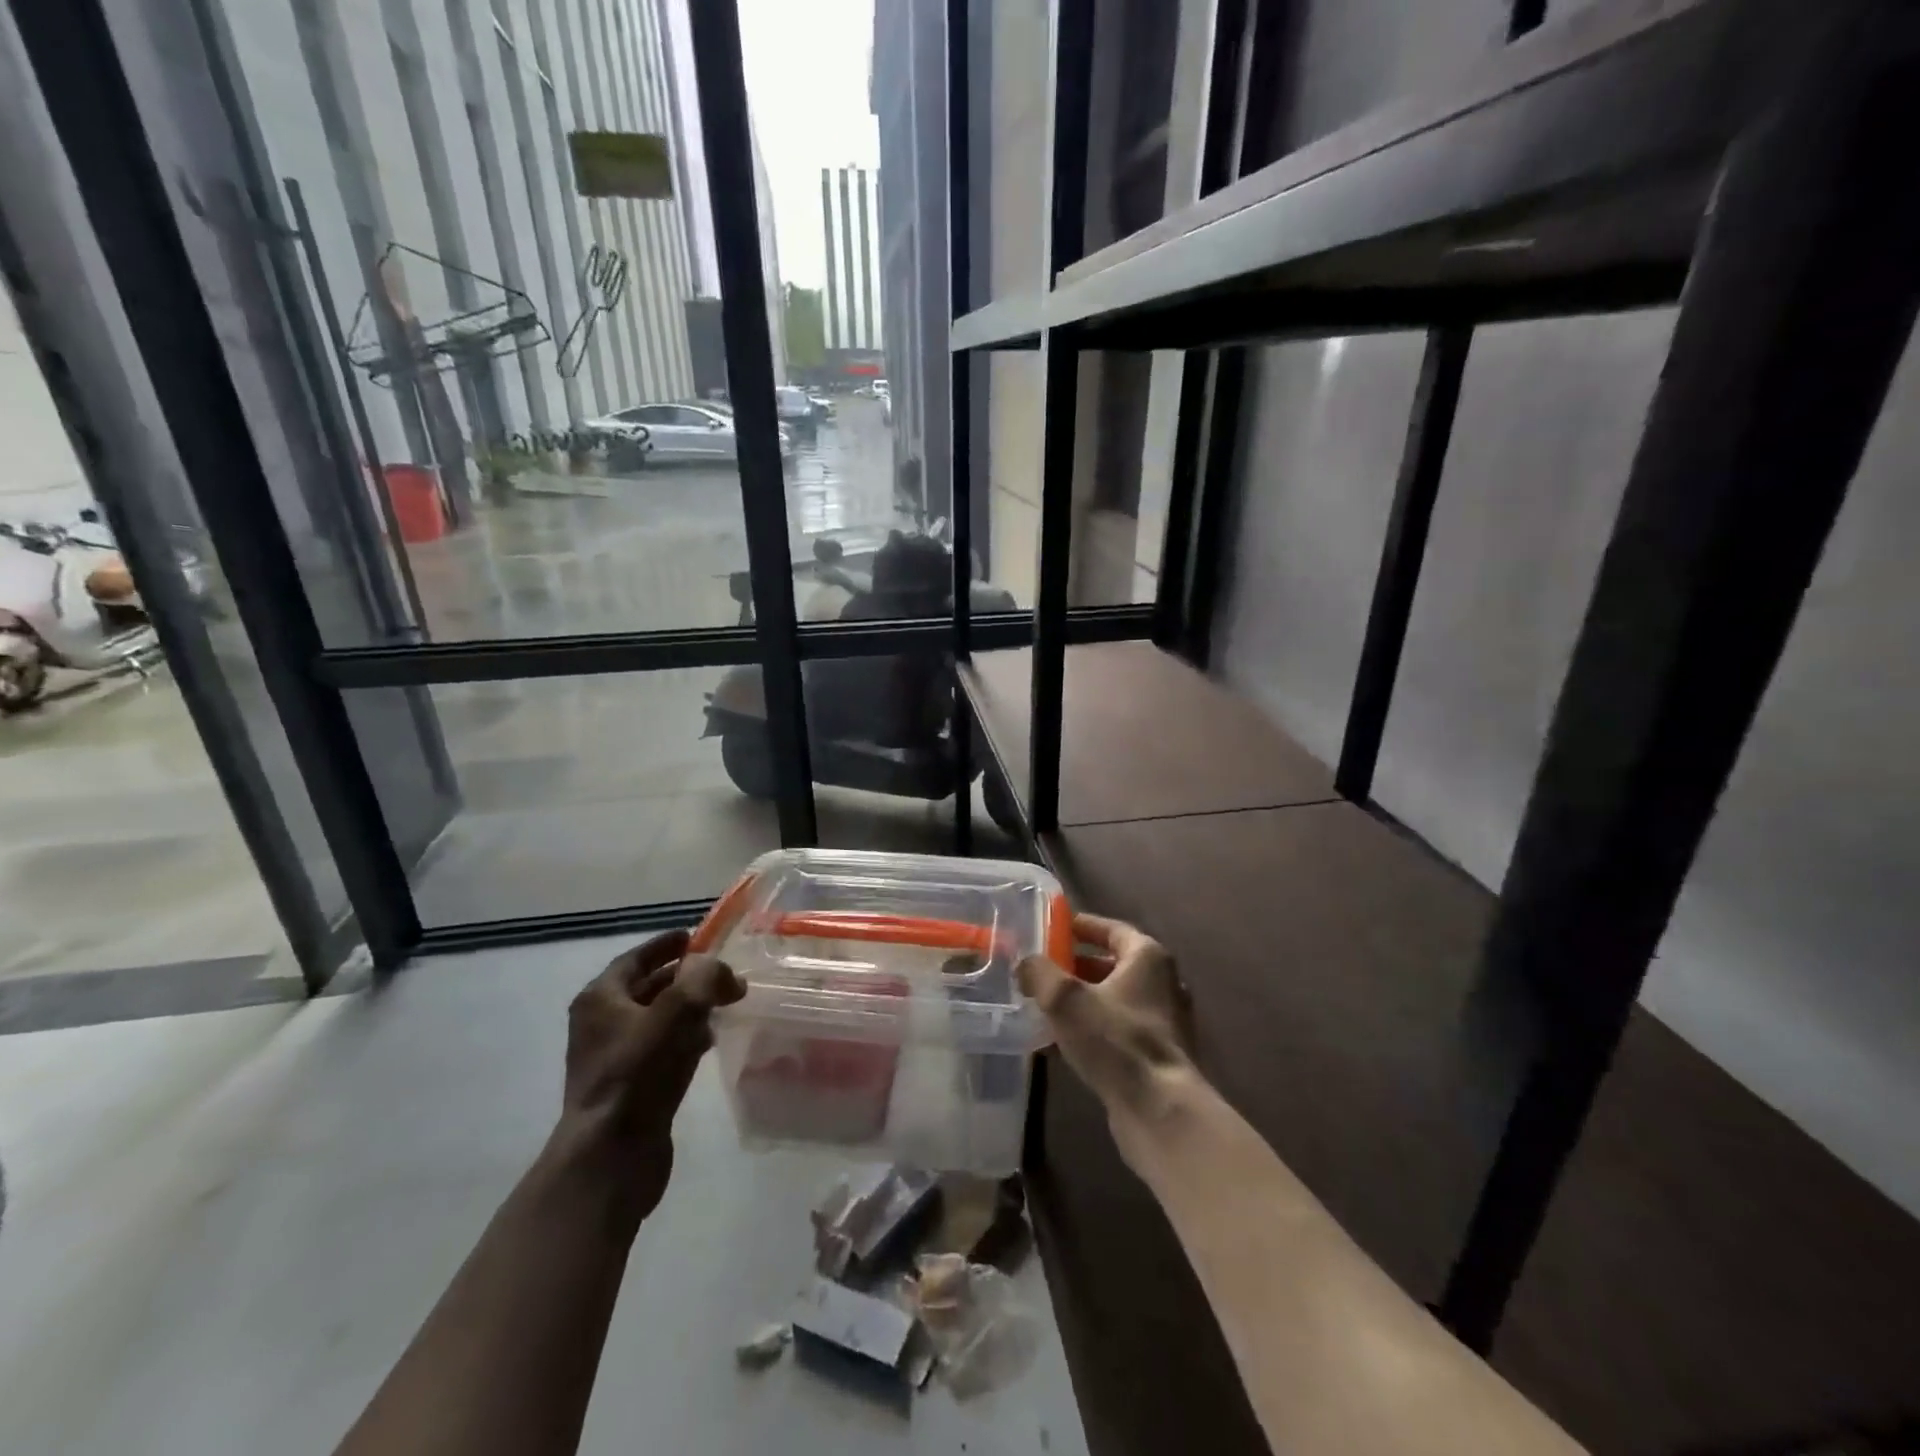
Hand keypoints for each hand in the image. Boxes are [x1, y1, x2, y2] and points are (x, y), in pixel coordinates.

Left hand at [555, 929, 743, 1219]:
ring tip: (723, 1003)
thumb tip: (726, 975)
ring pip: (657, 1019)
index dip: (665, 945)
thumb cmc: (639, 1073)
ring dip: (688, 1008)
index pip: (636, 958)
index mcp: (601, 999)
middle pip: (647, 987)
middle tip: (720, 971)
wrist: (612, 1155)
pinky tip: (709, 1041)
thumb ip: (705, 978)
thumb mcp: (677, 1011)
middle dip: (684, 977)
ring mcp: (614, 1058)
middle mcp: (601, 1024)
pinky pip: (661, 1048)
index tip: (694, 936)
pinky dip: (685, 1037)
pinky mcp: (630, 1087)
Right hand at [1018, 913, 1194, 1121]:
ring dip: (1082, 1001)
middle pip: (1113, 965)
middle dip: (1076, 966)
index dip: (1083, 926)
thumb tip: (1025, 964)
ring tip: (1044, 1006)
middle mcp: (1163, 983)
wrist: (1160, 1110)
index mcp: (1148, 958)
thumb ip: (1040, 973)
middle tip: (1042, 970)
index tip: (1055, 927)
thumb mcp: (1065, 998)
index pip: (1112, 929)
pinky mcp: (1158, 1055)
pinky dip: (1092, 1029)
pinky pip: (1118, 1030)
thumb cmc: (1115, 1040)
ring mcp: (1164, 1022)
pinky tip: (1061, 1044)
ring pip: (1114, 1000)